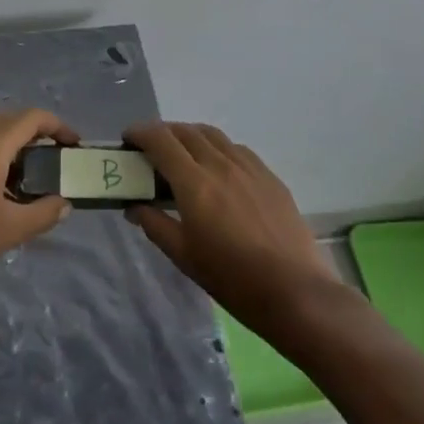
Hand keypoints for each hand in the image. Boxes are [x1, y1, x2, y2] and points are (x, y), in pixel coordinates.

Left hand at [0, 109, 77, 317]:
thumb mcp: (9, 231)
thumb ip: (42, 213)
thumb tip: (65, 203)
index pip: (29, 118)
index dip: (56, 125)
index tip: (74, 144)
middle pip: (9, 120)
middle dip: (37, 132)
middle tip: (57, 156)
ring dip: (15, 142)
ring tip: (35, 172)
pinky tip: (5, 186)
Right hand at [124, 121, 338, 336]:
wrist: (295, 292)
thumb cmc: (232, 278)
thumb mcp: (184, 256)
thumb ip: (155, 225)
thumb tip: (133, 207)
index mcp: (194, 183)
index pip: (160, 140)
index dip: (140, 133)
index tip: (128, 140)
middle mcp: (220, 164)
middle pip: (185, 131)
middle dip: (162, 133)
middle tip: (150, 150)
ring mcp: (248, 167)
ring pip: (212, 135)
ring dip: (190, 136)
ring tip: (182, 155)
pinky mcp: (269, 176)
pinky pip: (236, 149)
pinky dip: (217, 148)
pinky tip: (217, 169)